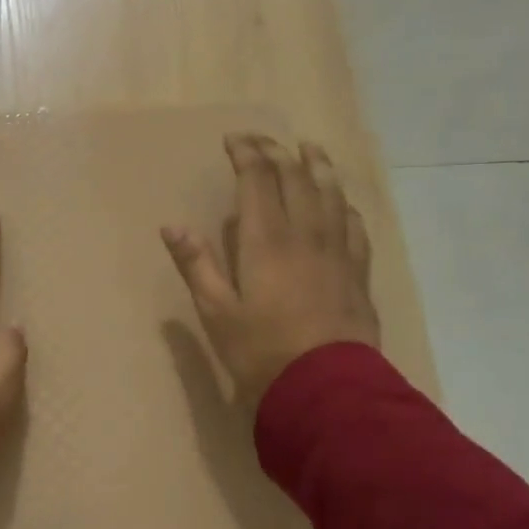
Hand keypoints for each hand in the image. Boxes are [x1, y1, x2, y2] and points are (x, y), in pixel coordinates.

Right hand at [162, 133, 379, 405]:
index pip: (258, 179)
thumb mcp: (216, 311)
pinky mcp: (357, 272)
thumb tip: (171, 225)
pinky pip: (354, 225)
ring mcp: (337, 251)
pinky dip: (344, 204)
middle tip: (262, 140)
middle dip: (277, 152)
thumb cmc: (261, 351)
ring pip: (331, 193)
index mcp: (266, 239)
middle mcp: (305, 234)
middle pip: (296, 178)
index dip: (247, 154)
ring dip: (318, 166)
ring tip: (310, 148)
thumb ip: (195, 264)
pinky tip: (342, 203)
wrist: (327, 389)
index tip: (234, 140)